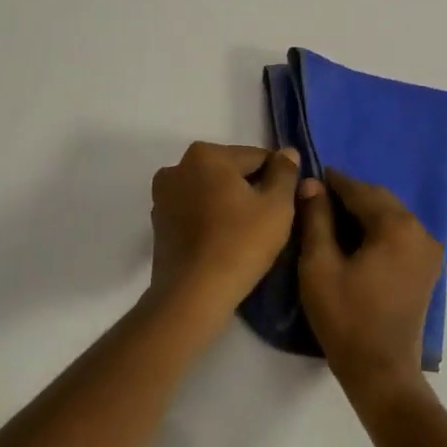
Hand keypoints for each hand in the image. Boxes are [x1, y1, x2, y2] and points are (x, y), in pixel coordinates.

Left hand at [149, 142, 301, 312]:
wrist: (193, 294)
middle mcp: (177, 167)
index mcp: (206, 154)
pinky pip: (194, 211)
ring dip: (229, 203)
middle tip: (270, 220)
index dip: (278, 178)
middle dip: (250, 188)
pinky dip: (210, 218)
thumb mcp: (277, 206)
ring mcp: (163, 196)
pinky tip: (225, 241)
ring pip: (210, 191)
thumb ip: (285, 173)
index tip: (288, 202)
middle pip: (230, 171)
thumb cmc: (240, 244)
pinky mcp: (158, 223)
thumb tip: (287, 153)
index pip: (257, 156)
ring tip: (248, 233)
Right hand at [298, 170, 444, 410]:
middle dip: (350, 196)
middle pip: (380, 201)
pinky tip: (354, 241)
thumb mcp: (320, 265)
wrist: (381, 371)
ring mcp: (428, 252)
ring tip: (331, 220)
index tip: (310, 177)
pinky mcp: (427, 270)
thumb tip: (311, 184)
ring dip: (364, 213)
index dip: (333, 182)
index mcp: (397, 226)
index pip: (360, 191)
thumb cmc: (345, 317)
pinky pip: (400, 236)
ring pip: (392, 217)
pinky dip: (378, 231)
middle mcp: (420, 231)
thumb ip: (316, 219)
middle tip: (317, 199)